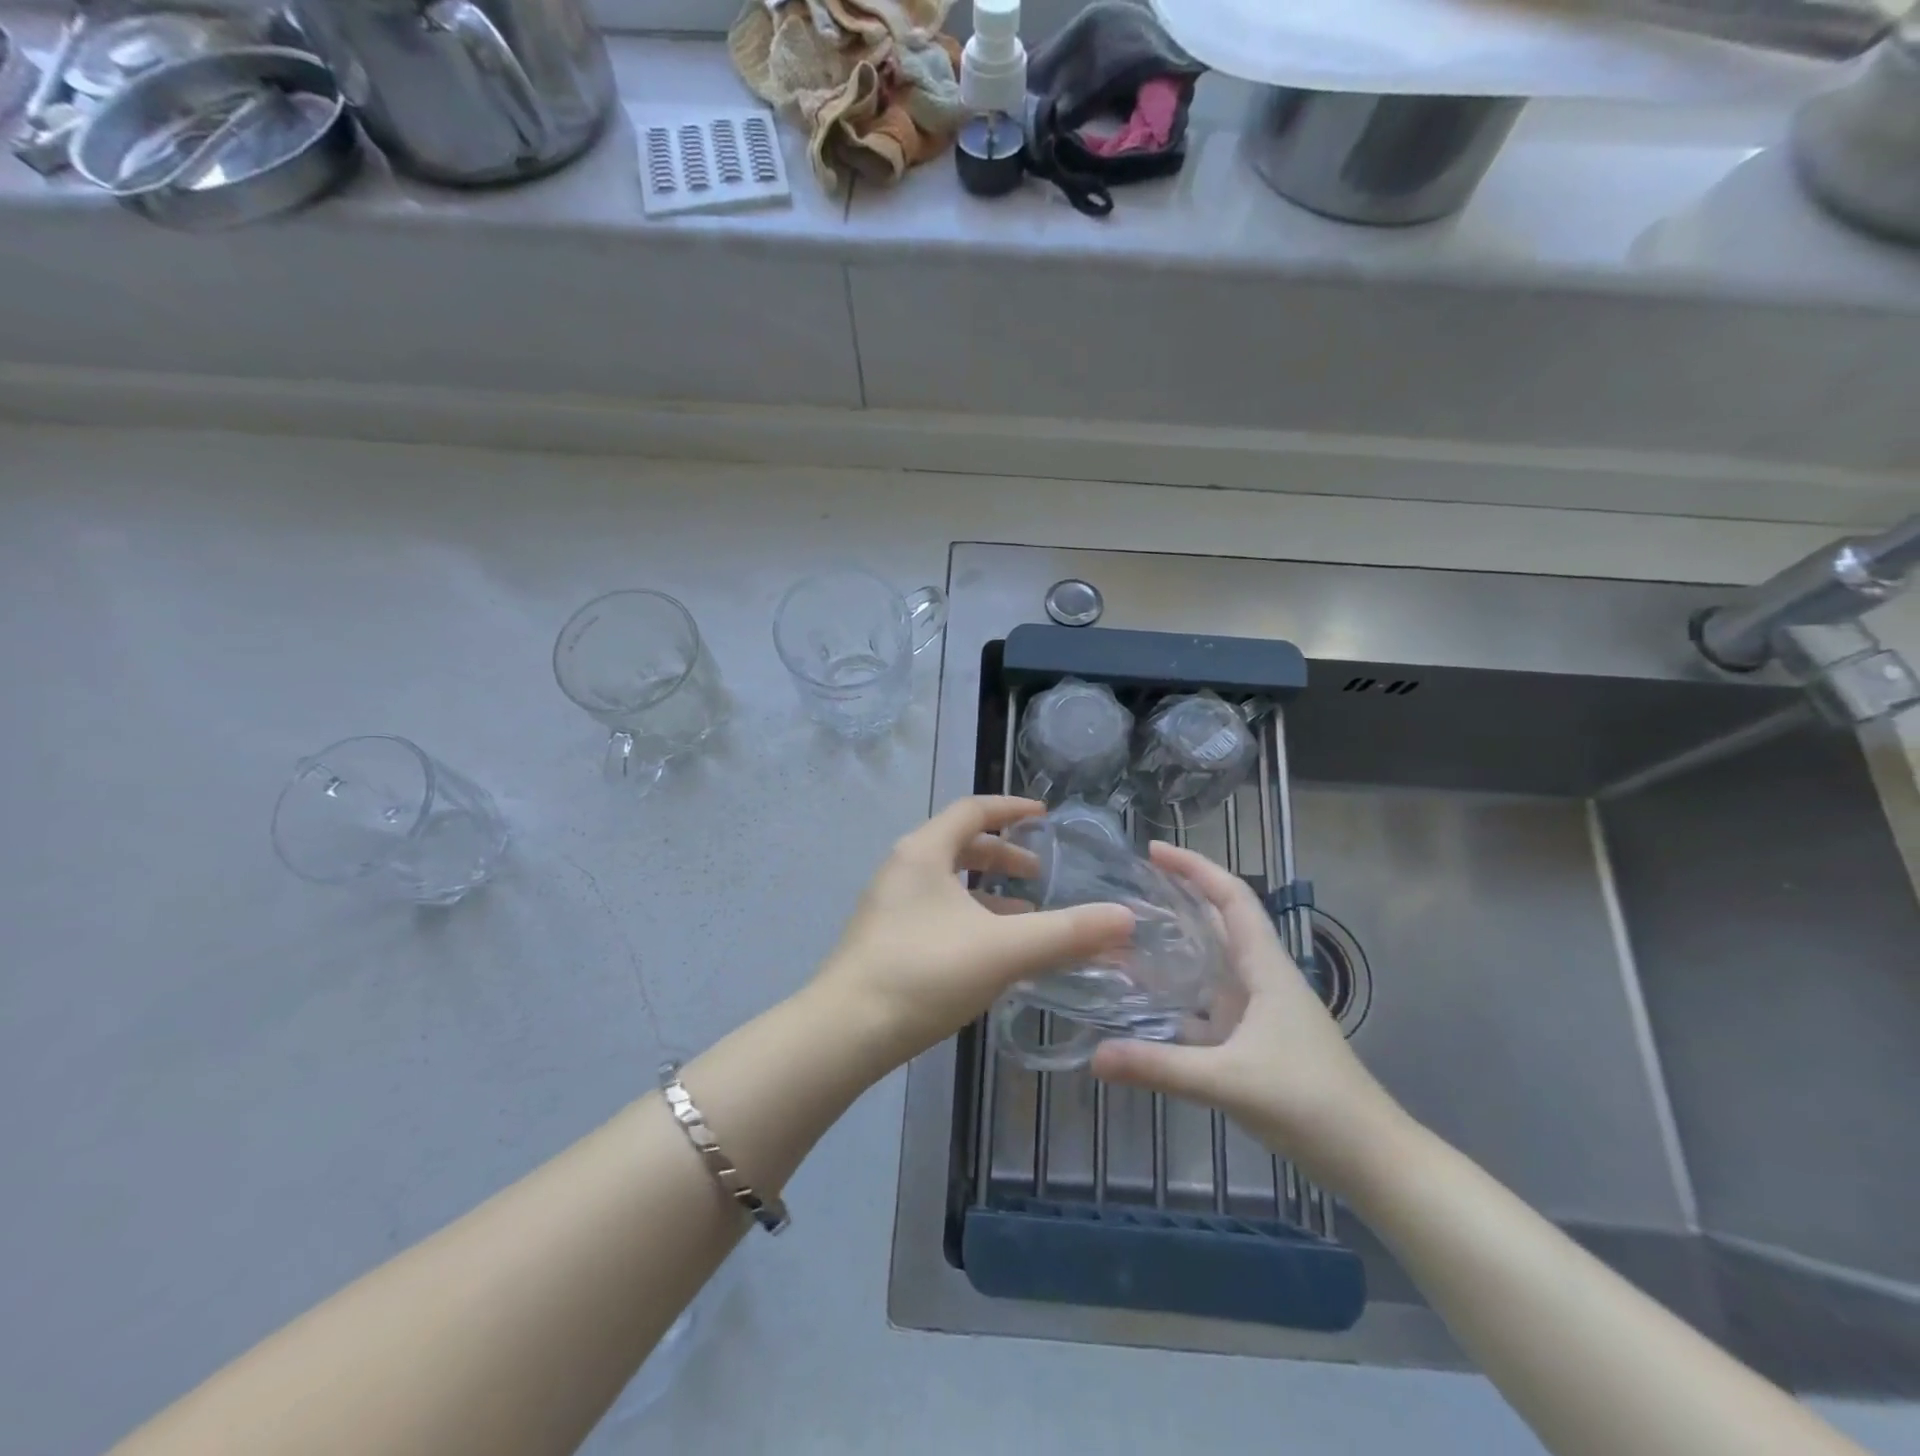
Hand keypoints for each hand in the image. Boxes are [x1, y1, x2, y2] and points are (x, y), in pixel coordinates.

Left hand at [811, 796, 1135, 1073]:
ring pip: (948, 882)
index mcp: (924, 852)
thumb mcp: (1003, 950)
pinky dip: (970, 916)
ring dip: (988, 891)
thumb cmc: (924, 974)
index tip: (1046, 817)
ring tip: (1028, 914)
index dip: (1012, 809)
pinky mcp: (885, 938)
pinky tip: (992, 950)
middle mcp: (903, 868)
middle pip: (960, 845)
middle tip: (1041, 873)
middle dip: (1004, 855)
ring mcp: (889, 904)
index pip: (973, 810)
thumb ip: (1066, 933)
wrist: (844, 1033)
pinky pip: (937, 910)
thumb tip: (1125, 918)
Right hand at [1090, 843, 1407, 1192]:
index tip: (1152, 851)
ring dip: (1175, 946)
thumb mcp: (1229, 1081)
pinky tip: (1145, 1006)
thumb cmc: (1310, 1104)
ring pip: (1212, 963)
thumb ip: (1161, 1067)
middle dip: (1179, 898)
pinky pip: (1208, 1003)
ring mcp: (1260, 1011)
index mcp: (1265, 968)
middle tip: (1128, 888)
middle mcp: (1262, 979)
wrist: (1370, 1160)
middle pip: (1219, 921)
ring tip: (1126, 938)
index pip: (1231, 897)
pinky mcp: (1255, 1040)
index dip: (1194, 867)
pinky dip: (1178, 996)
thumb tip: (1094, 1056)